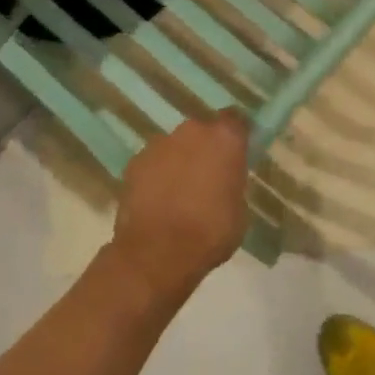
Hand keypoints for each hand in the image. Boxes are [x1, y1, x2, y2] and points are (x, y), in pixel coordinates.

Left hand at [111, 112, 250, 296]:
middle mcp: (193, 131)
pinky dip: (157, 175)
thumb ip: (233, 183)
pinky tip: (159, 200)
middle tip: (209, 176)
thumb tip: (225, 182)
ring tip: (181, 192)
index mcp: (225, 138)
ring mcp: (160, 144)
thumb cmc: (211, 232)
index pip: (236, 121)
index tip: (238, 154)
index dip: (237, 137)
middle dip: (206, 148)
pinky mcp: (134, 163)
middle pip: (203, 131)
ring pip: (176, 146)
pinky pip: (154, 163)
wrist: (158, 254)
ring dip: (180, 161)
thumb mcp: (240, 209)